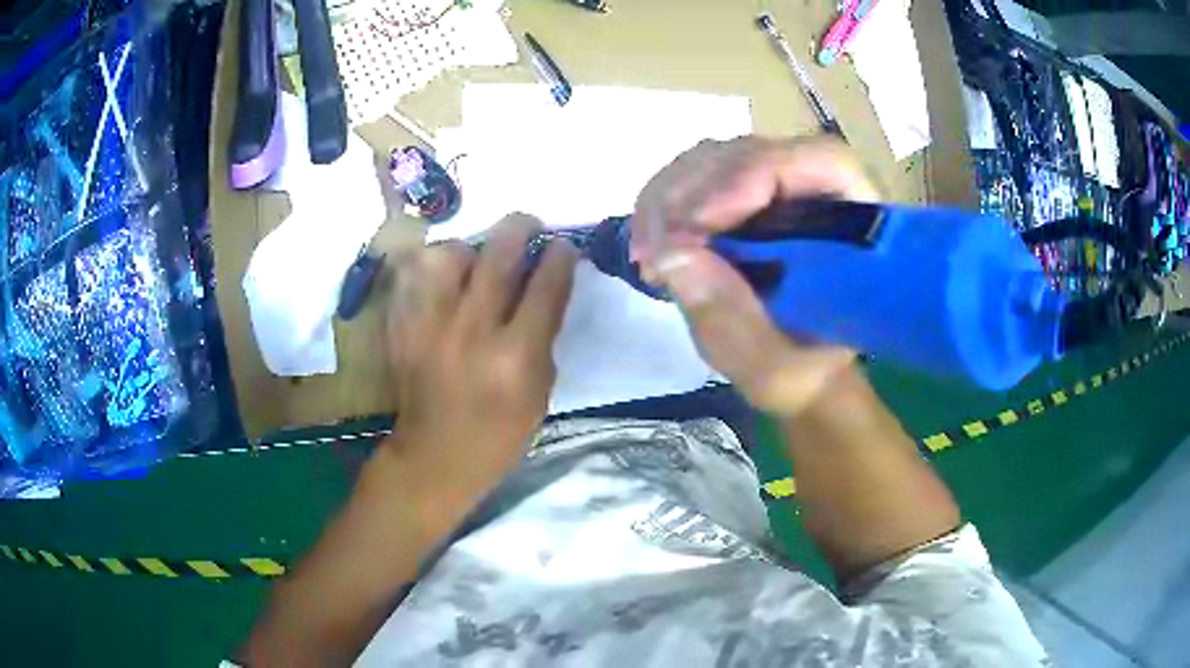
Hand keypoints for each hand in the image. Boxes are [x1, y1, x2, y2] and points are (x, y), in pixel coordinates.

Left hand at [386, 215, 577, 494]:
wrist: (435, 455)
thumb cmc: (499, 432)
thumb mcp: (540, 392)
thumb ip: (543, 336)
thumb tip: (544, 288)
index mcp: (516, 355)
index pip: (546, 285)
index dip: (559, 256)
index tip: (563, 245)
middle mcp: (472, 330)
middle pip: (499, 254)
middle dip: (520, 227)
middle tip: (528, 225)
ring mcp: (430, 324)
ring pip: (448, 253)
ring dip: (469, 248)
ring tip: (475, 258)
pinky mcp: (402, 326)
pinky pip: (413, 274)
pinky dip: (430, 267)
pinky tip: (443, 277)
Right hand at [632, 136, 879, 417]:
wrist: (798, 370)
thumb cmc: (803, 372)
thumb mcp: (774, 369)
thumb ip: (732, 321)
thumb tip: (669, 255)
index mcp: (859, 227)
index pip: (820, 162)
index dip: (754, 175)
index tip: (696, 224)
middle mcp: (821, 190)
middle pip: (754, 153)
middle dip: (695, 191)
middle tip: (654, 249)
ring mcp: (779, 187)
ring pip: (717, 158)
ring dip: (669, 197)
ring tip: (647, 254)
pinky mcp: (744, 195)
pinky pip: (696, 175)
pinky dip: (663, 204)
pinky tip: (650, 245)